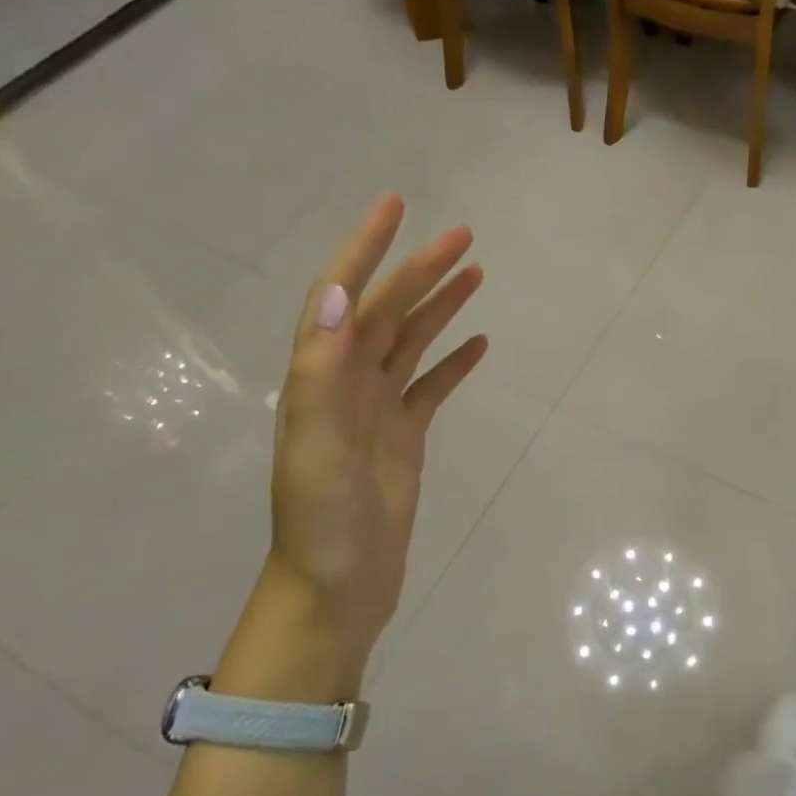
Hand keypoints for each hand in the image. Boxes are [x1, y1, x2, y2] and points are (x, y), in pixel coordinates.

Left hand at [265, 194, 486, 661]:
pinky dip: (454, 362)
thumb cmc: (322, 521)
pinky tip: (478, 344)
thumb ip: (323, 371)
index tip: (396, 207)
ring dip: (440, 306)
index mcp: (321, 378)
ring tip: (475, 274)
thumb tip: (342, 294)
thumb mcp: (316, 445)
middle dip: (421, 270)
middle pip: (387, 312)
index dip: (365, 249)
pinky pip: (431, 388)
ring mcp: (377, 410)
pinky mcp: (404, 437)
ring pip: (411, 343)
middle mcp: (346, 384)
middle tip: (464, 236)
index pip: (342, 296)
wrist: (337, 588)